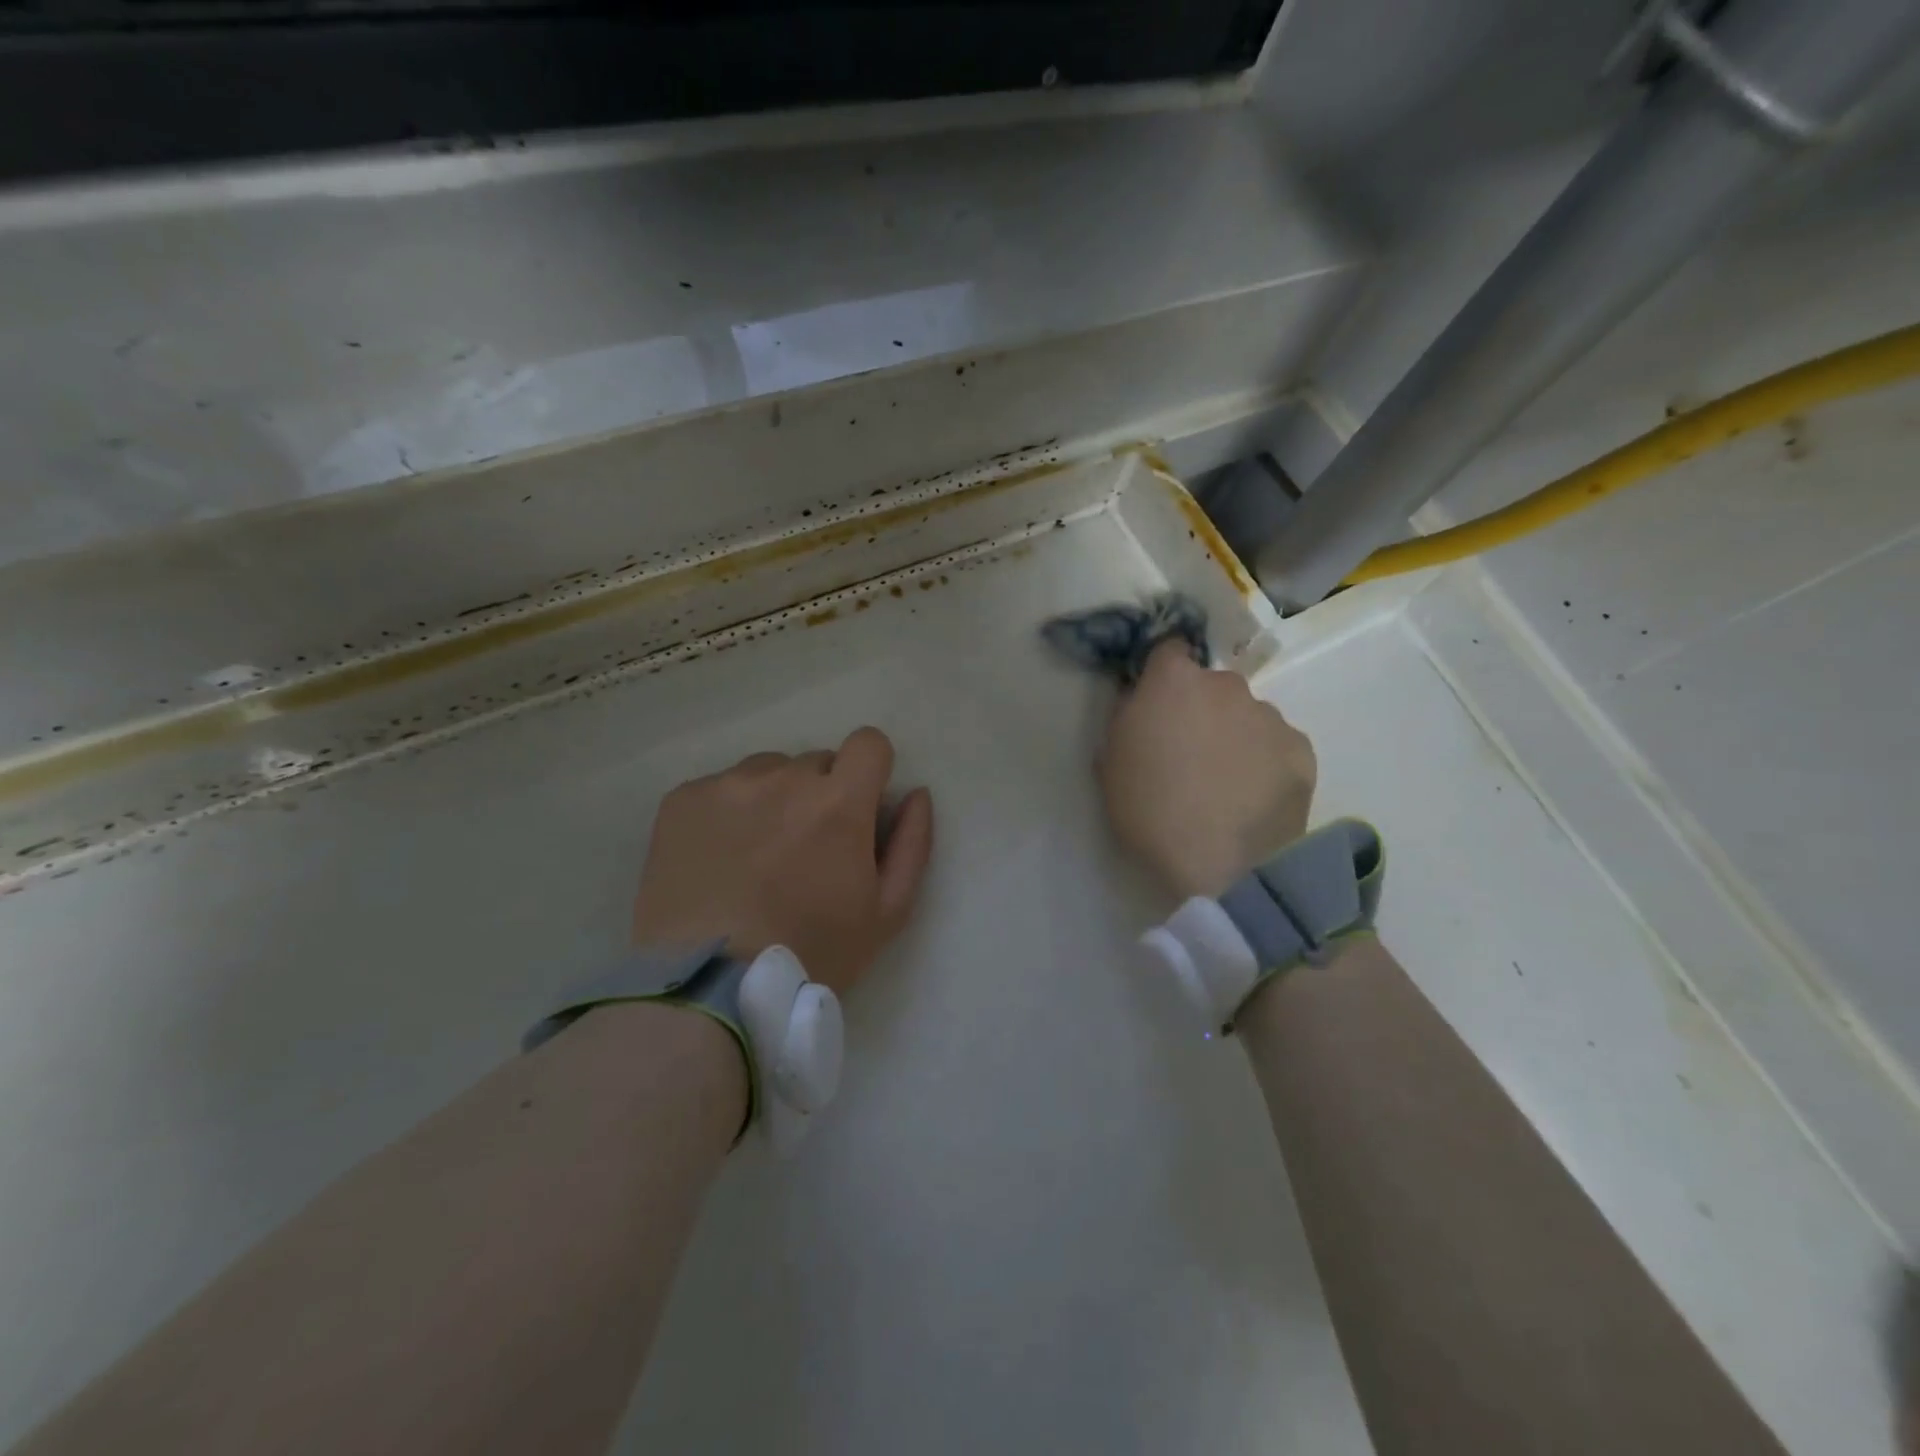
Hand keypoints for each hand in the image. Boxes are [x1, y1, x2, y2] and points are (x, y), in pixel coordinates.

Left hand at [630, 727, 935, 994]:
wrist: (710, 988)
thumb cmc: (811, 953)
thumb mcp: (886, 912)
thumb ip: (912, 844)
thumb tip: (917, 793)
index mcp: (839, 802)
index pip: (869, 743)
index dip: (869, 771)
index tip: (857, 807)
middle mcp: (784, 778)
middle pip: (815, 762)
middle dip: (819, 795)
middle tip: (803, 851)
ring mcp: (728, 785)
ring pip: (766, 772)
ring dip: (772, 799)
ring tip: (754, 857)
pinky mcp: (682, 800)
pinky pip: (718, 789)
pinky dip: (725, 814)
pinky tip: (716, 861)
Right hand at [1099, 641, 1315, 898]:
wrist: (1222, 866)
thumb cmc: (1150, 812)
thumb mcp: (1108, 764)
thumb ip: (1125, 718)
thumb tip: (1140, 701)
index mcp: (1173, 681)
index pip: (1168, 649)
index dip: (1161, 674)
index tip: (1157, 703)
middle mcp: (1226, 685)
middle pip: (1210, 686)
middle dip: (1200, 708)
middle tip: (1190, 753)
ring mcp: (1269, 715)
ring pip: (1246, 715)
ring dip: (1234, 735)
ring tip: (1226, 784)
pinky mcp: (1302, 749)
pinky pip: (1276, 745)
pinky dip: (1265, 762)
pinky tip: (1253, 798)